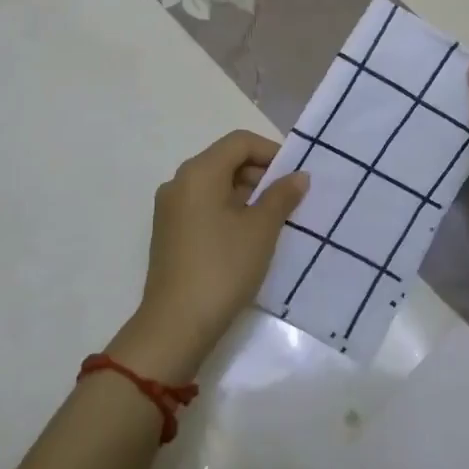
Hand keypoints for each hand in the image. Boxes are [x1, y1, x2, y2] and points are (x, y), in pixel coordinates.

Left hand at [114, 130, 310, 378]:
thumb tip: (298, 176)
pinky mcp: (169, 232)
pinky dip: (229, 209)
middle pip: (225, 160)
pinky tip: (249, 234)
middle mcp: (179, 182)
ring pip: (215, 184)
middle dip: (260, 173)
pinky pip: (204, 205)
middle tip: (289, 197)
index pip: (239, 142)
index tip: (295, 173)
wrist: (175, 326)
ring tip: (274, 217)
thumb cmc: (222, 268)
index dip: (271, 151)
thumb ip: (281, 196)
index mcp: (199, 172)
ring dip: (246, 193)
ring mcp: (170, 208)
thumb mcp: (260, 229)